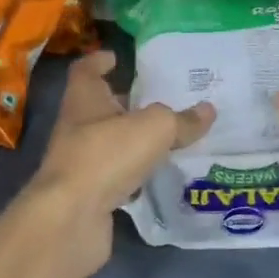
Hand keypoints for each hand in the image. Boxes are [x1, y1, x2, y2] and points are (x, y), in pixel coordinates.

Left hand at [20, 51, 212, 276]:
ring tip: (167, 136)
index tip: (117, 57)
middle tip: (159, 99)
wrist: (70, 220)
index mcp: (85, 100)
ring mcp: (79, 164)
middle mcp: (77, 127)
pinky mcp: (88, 195)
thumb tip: (208, 110)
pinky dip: (134, 175)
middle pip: (100, 108)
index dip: (100, 62)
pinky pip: (115, 177)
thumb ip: (181, 119)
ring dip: (131, 140)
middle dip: (125, 103)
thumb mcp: (155, 128)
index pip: (86, 71)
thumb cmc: (106, 155)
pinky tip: (158, 176)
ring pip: (109, 144)